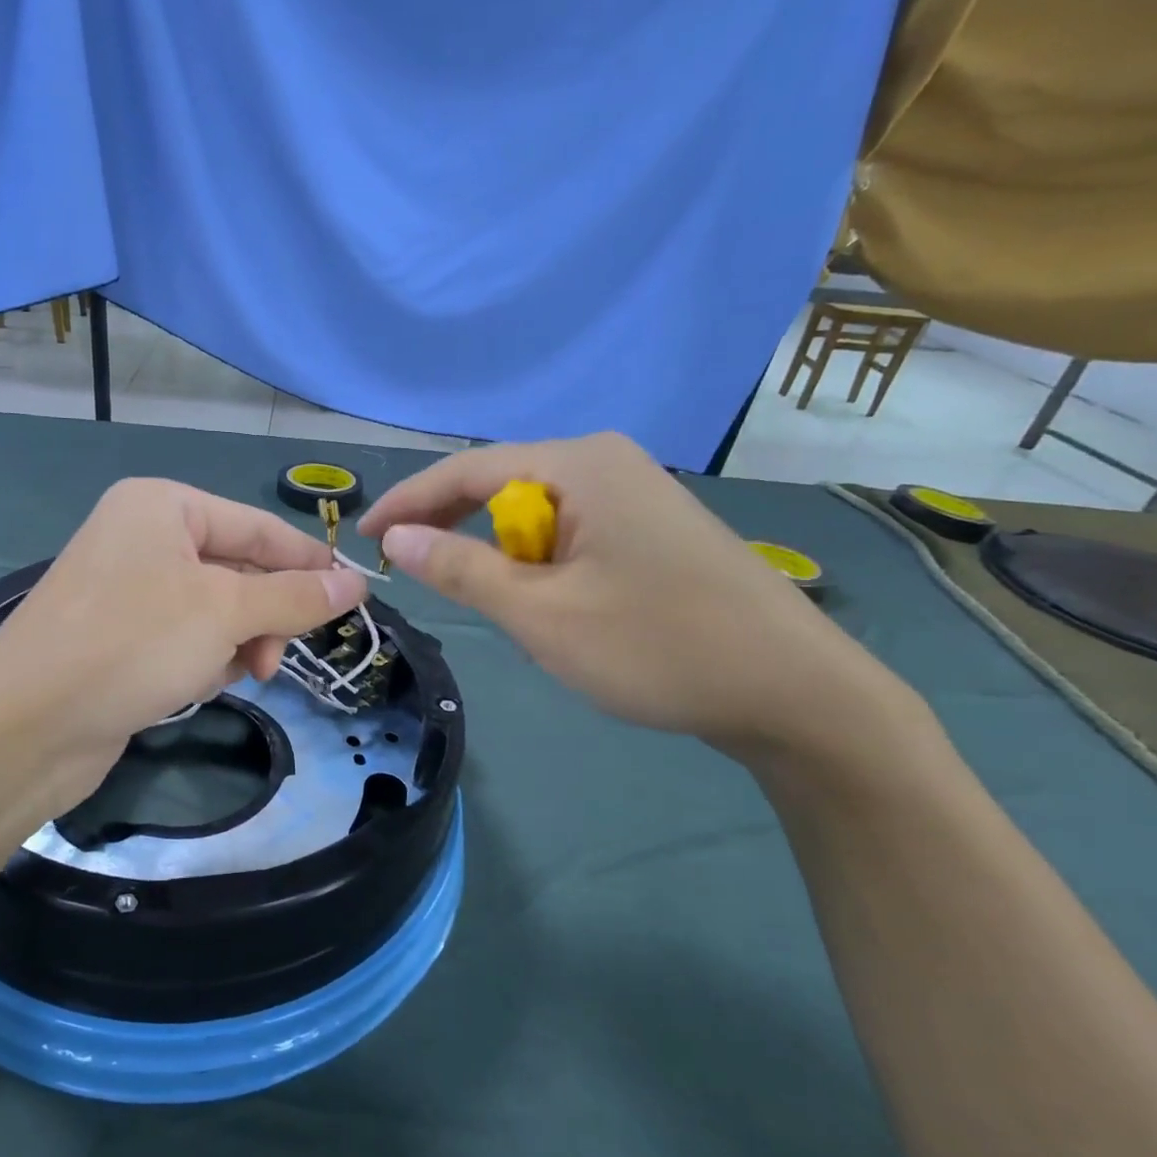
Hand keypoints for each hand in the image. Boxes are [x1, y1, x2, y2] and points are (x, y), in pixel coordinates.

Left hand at [0, 478, 365, 811]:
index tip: (355, 597)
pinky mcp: (119, 638)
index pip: (258, 527)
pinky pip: (185, 638)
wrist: (27, 726)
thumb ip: (294, 597)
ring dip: (236, 643)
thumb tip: (356, 584)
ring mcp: (127, 590)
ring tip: (240, 675)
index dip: (309, 561)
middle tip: (278, 657)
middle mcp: (143, 539)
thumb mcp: (226, 612)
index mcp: (162, 506)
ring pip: (215, 610)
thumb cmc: (133, 644)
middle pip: (238, 570)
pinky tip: (197, 685)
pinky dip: (203, 660)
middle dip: (264, 616)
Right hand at [359, 435, 909, 756]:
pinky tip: (545, 603)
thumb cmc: (656, 647)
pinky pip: (570, 534)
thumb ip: (460, 569)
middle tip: (409, 569)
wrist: (793, 693)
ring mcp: (636, 494)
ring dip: (500, 556)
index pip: (466, 470)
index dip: (407, 503)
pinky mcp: (652, 529)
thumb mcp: (540, 614)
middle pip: (501, 486)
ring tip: (488, 602)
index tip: (362, 536)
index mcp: (580, 464)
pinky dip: (539, 566)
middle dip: (453, 528)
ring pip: (536, 516)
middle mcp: (607, 463)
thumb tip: (394, 538)